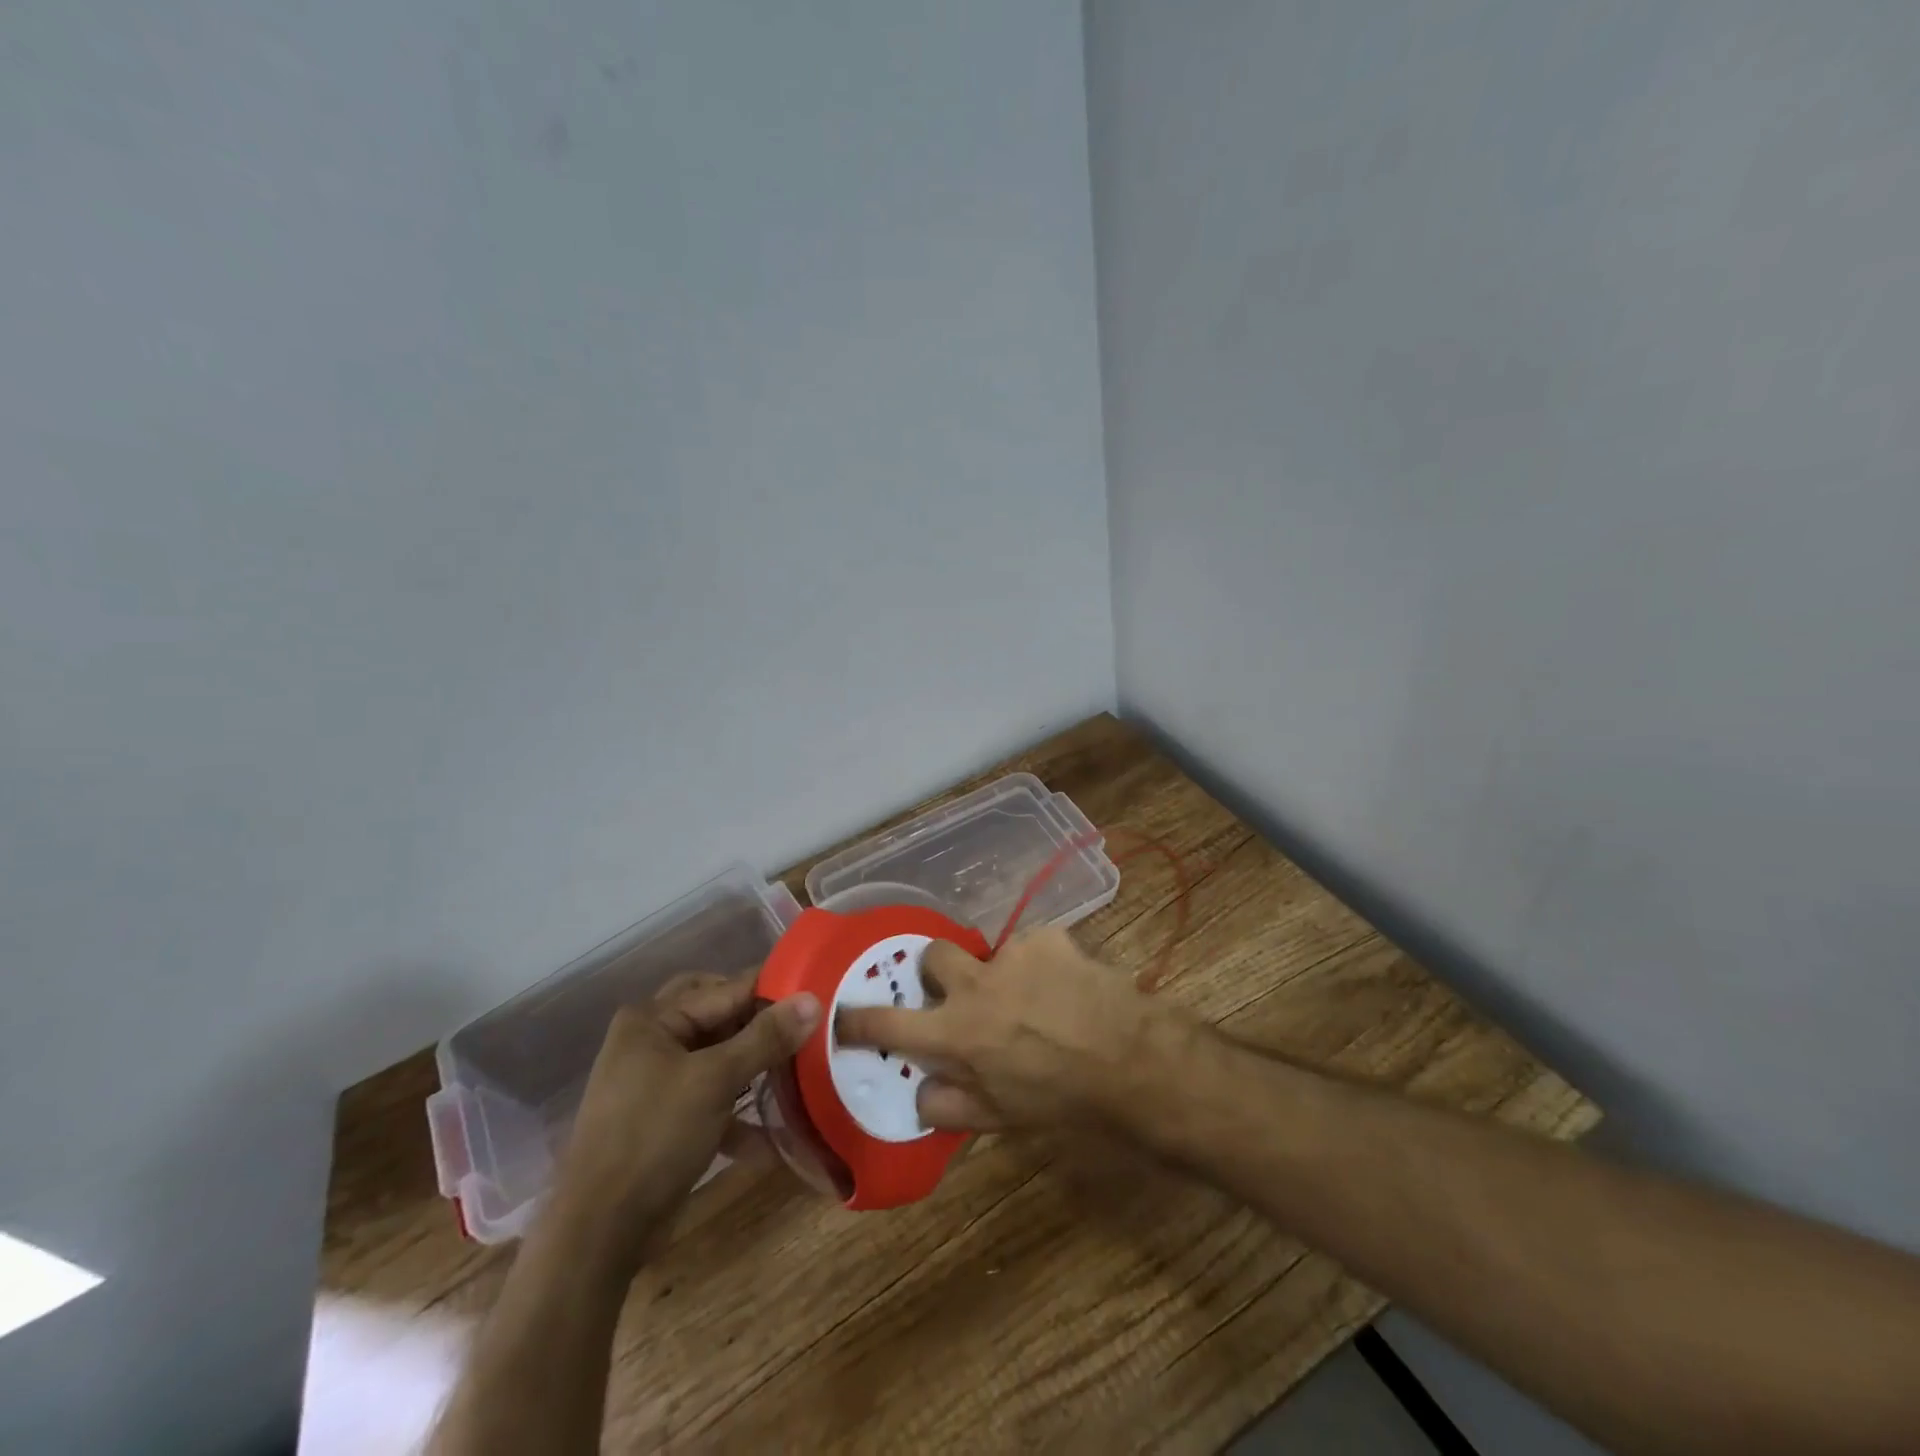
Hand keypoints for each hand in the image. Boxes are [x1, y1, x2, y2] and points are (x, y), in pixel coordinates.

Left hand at [552, 972, 819, 1266]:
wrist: (599, 1233)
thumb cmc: (654, 1138)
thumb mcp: (715, 1081)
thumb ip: (766, 1038)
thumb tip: (813, 999)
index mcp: (652, 1019)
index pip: (725, 989)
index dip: (772, 992)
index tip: (818, 997)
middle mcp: (649, 1040)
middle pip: (719, 1018)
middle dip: (760, 1026)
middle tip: (804, 1031)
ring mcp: (653, 1081)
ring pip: (716, 1057)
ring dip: (752, 1067)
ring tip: (797, 1073)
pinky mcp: (662, 1119)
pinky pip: (709, 1097)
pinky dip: (736, 1110)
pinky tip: (770, 1133)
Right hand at [836, 927, 1179, 1132]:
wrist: (1132, 1060)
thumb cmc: (1063, 1100)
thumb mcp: (1002, 1120)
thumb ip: (950, 1106)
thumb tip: (919, 1093)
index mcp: (955, 1034)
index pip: (888, 1024)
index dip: (860, 1019)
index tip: (844, 1012)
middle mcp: (974, 985)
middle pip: (932, 956)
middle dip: (939, 971)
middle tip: (963, 992)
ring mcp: (1012, 954)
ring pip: (988, 950)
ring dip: (1000, 970)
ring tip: (1034, 997)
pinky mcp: (1048, 936)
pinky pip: (1032, 944)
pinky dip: (1040, 962)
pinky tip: (1065, 985)